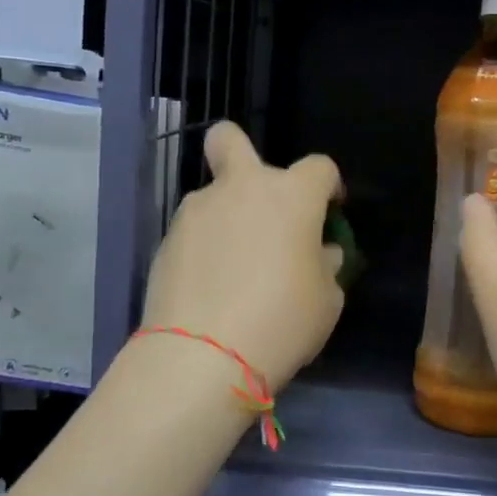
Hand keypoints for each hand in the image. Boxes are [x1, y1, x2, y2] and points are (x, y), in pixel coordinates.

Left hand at [139, 122, 344, 392]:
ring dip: (227, 217)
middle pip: (230, 139)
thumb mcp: (327, 300)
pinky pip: (194, 232)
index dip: (329, 186)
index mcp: (291, 196)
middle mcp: (241, 188)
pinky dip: (205, 248)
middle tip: (258, 202)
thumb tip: (318, 252)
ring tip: (235, 268)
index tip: (330, 211)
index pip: (319, 167)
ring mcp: (196, 211)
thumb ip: (325, 265)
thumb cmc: (282, 321)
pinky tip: (211, 286)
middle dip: (241, 152)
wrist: (202, 356)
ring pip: (213, 196)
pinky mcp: (166, 240)